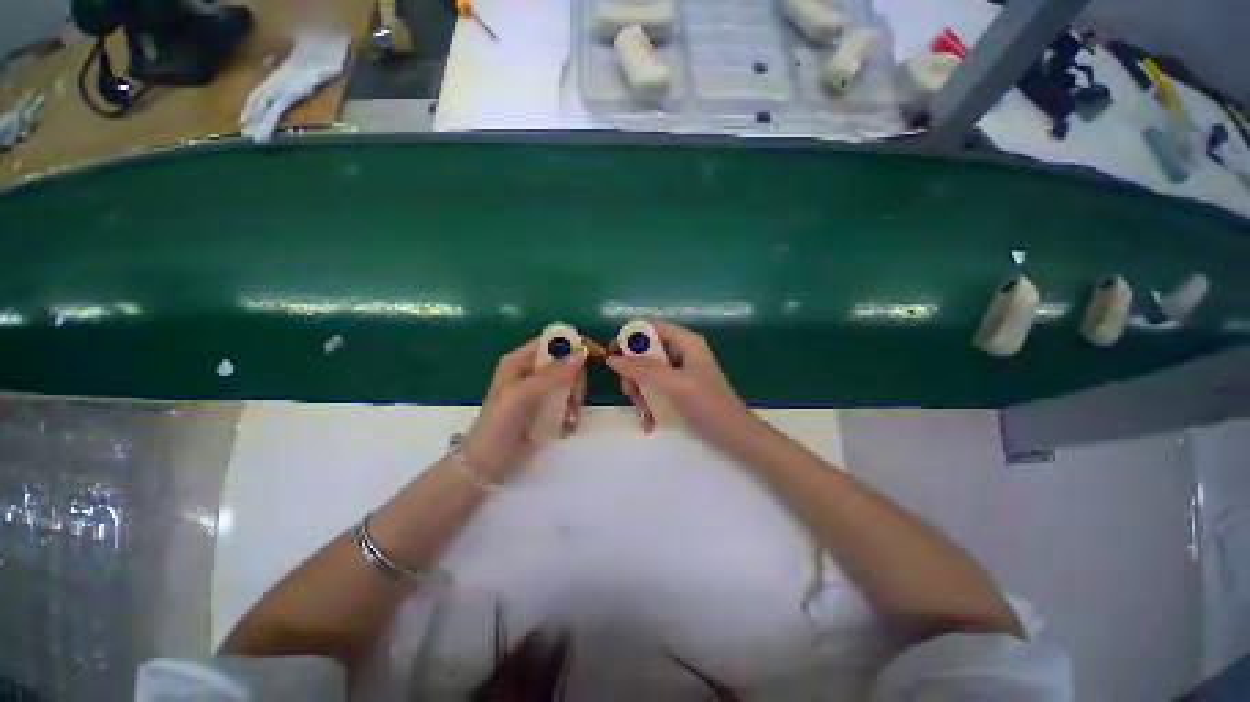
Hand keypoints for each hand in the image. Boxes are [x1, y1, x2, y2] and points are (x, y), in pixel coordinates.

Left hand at [464, 337, 597, 480]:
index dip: (576, 343)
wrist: (487, 465)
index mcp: (521, 361)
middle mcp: (532, 373)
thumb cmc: (499, 424)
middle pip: (567, 364)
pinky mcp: (547, 410)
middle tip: (574, 399)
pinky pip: (569, 404)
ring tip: (569, 419)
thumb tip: (581, 353)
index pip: (552, 342)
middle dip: (576, 382)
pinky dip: (572, 414)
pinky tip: (566, 428)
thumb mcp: (522, 395)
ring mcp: (540, 392)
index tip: (598, 353)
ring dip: (575, 401)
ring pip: (571, 385)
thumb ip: (552, 374)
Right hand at [606, 321, 756, 445]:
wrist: (733, 435)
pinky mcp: (678, 388)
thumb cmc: (708, 404)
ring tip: (643, 411)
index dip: (629, 337)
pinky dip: (648, 402)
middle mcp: (681, 351)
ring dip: (639, 391)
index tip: (612, 354)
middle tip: (628, 390)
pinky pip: (654, 387)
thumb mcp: (675, 384)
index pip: (651, 327)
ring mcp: (679, 371)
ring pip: (646, 372)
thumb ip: (644, 370)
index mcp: (685, 342)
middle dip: (633, 372)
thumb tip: (612, 359)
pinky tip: (649, 421)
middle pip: (645, 351)